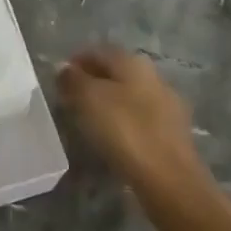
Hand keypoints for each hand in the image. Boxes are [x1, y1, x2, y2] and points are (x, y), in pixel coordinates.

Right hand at [57, 45, 203, 187]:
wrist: (170, 180)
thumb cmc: (125, 131)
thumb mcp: (88, 99)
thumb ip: (73, 79)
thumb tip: (64, 67)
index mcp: (133, 62)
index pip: (98, 51)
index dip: (76, 62)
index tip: (58, 79)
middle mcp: (153, 76)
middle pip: (115, 72)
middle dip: (92, 81)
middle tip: (70, 100)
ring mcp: (166, 104)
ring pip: (128, 95)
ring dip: (107, 102)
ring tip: (87, 121)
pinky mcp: (172, 133)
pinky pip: (139, 118)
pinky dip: (122, 122)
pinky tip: (111, 138)